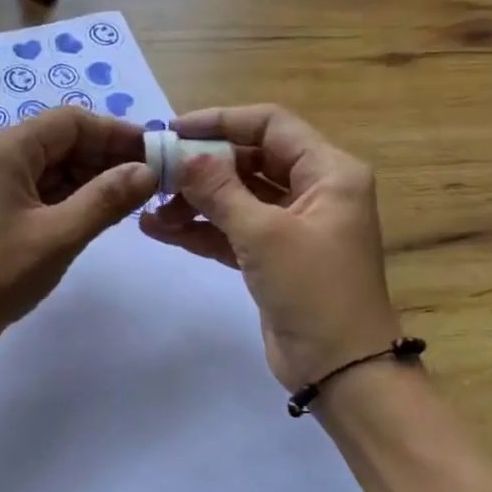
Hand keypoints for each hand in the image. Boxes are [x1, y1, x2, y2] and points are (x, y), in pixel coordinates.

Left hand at [0, 108, 155, 366]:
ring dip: (92, 179)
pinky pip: (39, 192)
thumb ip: (107, 199)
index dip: (117, 133)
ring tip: (134, 200)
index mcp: (6, 149)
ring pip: (52, 168)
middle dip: (107, 157)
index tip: (157, 154)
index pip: (72, 121)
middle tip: (152, 181)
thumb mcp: (58, 236)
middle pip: (62, 141)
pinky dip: (71, 199)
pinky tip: (100, 215)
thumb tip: (148, 170)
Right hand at [138, 104, 399, 389]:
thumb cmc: (314, 290)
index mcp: (329, 172)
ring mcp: (292, 225)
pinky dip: (200, 229)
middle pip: (250, 160)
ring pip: (237, 197)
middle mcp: (314, 190)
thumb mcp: (264, 234)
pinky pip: (232, 230)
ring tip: (150, 210)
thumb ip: (220, 190)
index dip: (221, 121)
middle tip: (156, 173)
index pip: (271, 125)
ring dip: (195, 201)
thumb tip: (183, 156)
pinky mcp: (273, 257)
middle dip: (202, 167)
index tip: (174, 131)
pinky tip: (160, 230)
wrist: (341, 371)